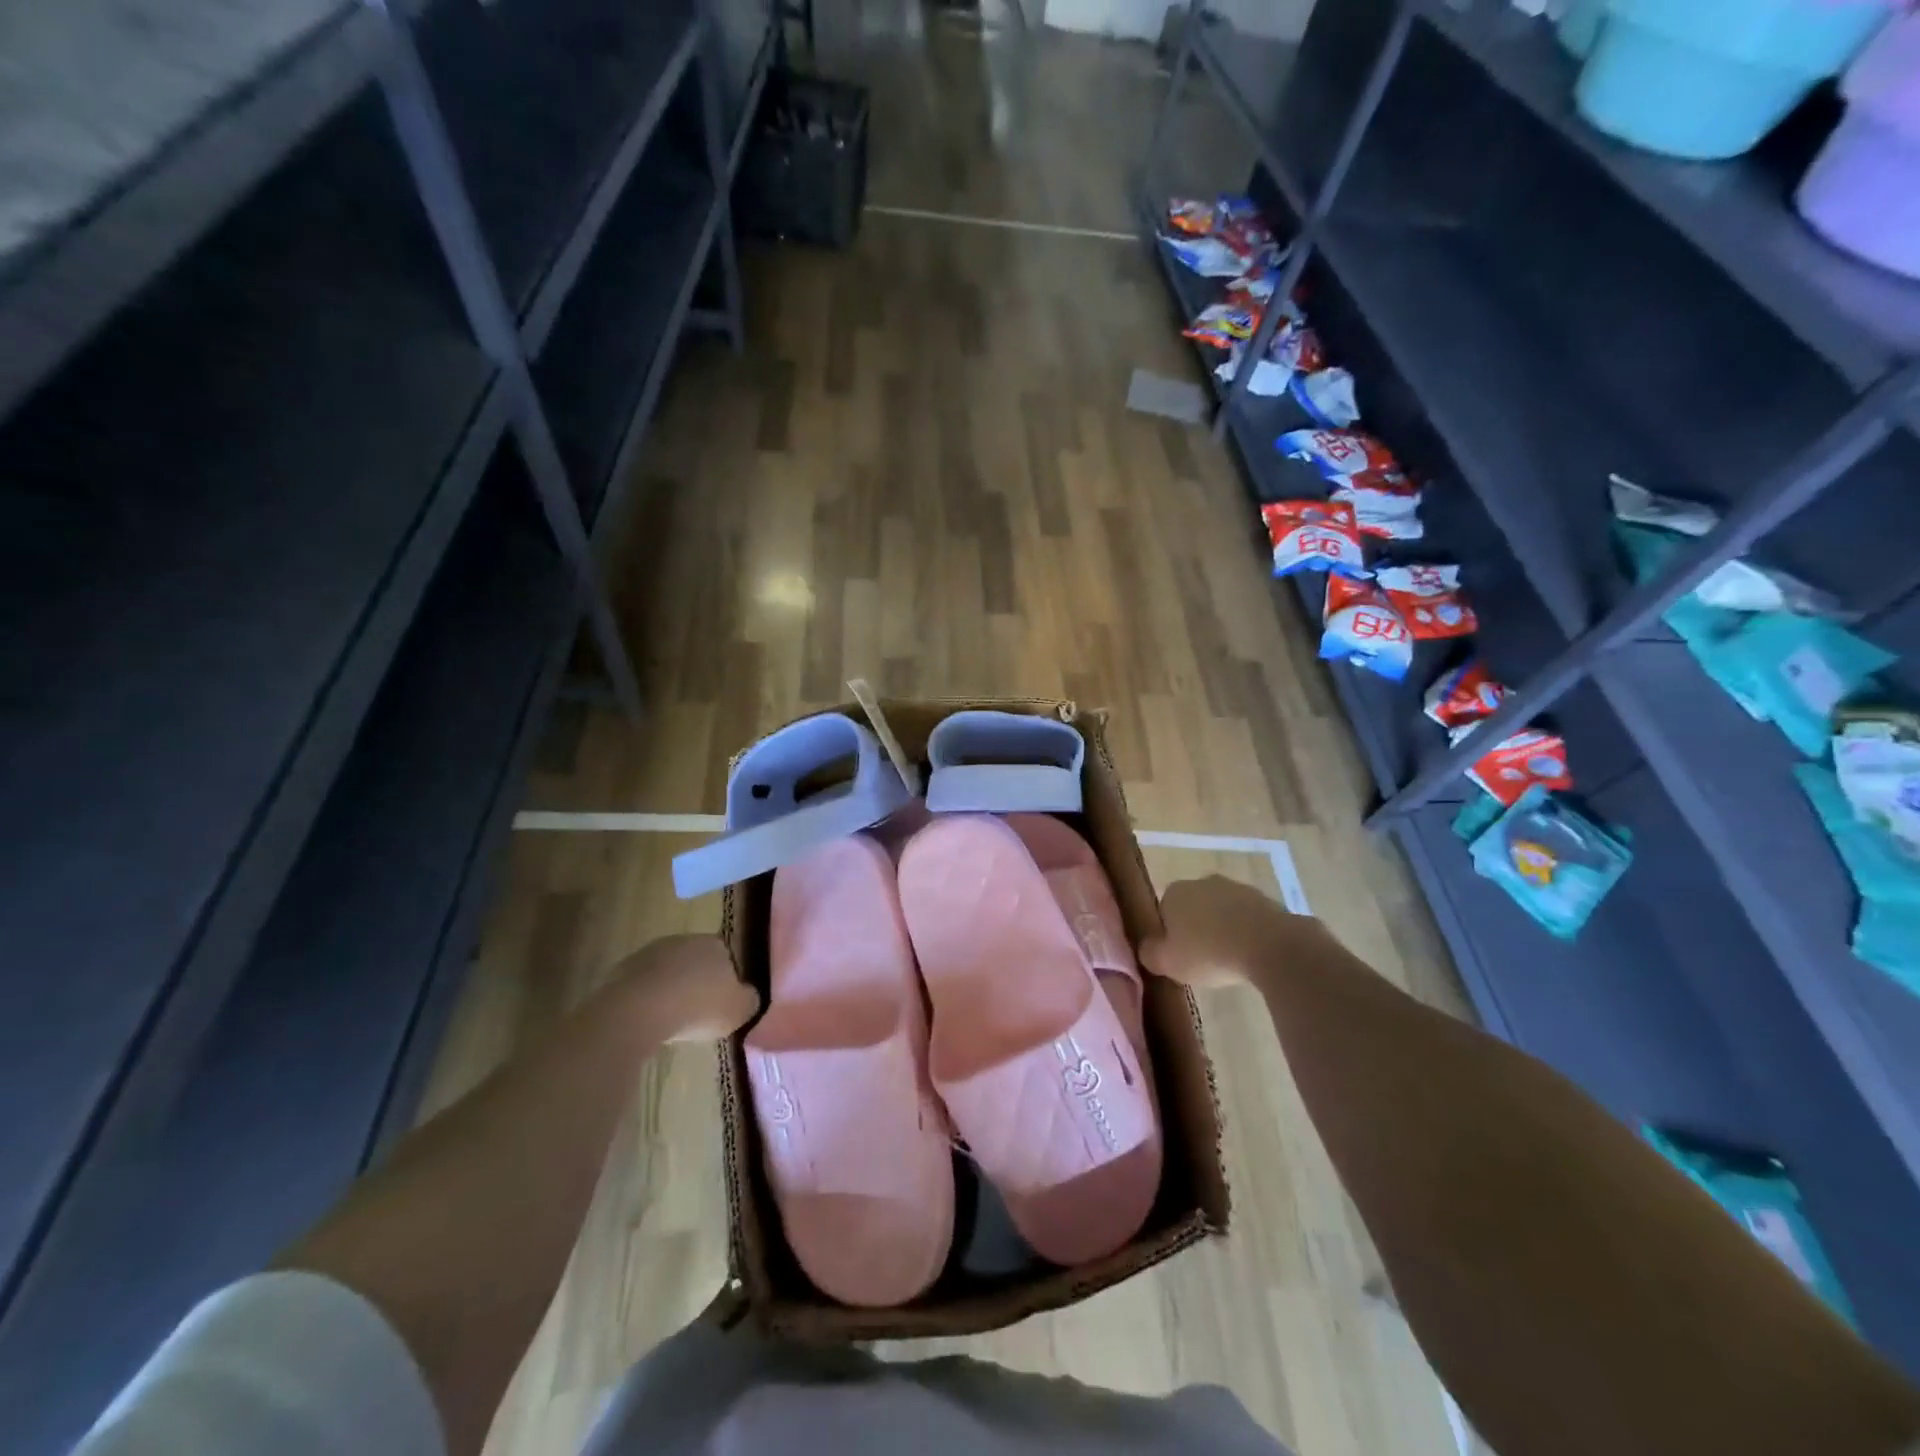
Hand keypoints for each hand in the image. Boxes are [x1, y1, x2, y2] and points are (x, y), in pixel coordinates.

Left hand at [613, 934, 759, 1043]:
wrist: (639, 1011)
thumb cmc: (697, 1007)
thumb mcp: (740, 1010)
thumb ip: (749, 1000)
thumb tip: (748, 996)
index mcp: (716, 944)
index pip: (727, 958)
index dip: (726, 982)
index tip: (722, 1005)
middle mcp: (685, 939)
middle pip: (696, 962)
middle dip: (697, 983)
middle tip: (697, 1013)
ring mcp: (651, 952)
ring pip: (668, 972)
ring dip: (671, 990)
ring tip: (671, 1020)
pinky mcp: (623, 969)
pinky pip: (643, 985)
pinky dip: (647, 999)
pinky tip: (648, 1020)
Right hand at [1140, 875, 1338, 989]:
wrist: (1269, 945)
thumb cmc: (1209, 952)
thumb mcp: (1167, 962)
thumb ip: (1150, 953)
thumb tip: (1147, 948)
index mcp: (1175, 892)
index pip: (1163, 911)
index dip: (1169, 935)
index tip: (1178, 956)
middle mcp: (1203, 881)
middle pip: (1194, 908)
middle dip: (1197, 928)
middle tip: (1203, 959)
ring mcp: (1237, 888)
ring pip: (1223, 911)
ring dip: (1224, 929)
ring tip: (1230, 960)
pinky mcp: (1266, 900)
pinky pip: (1249, 919)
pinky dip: (1248, 933)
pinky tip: (1251, 955)